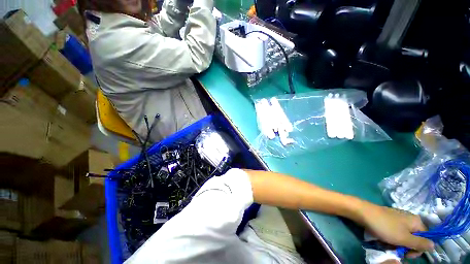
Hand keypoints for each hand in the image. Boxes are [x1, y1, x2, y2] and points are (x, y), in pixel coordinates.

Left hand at [360, 204, 433, 257]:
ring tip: (386, 243)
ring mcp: (397, 219)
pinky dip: (388, 238)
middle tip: (395, 249)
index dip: (418, 249)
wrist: (362, 212)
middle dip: (404, 247)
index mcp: (416, 221)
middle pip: (413, 239)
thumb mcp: (404, 238)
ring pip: (401, 237)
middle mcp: (409, 219)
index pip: (425, 239)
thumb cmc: (385, 226)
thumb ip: (420, 243)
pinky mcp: (387, 220)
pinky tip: (381, 239)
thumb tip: (434, 246)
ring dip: (395, 244)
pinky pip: (392, 233)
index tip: (407, 254)